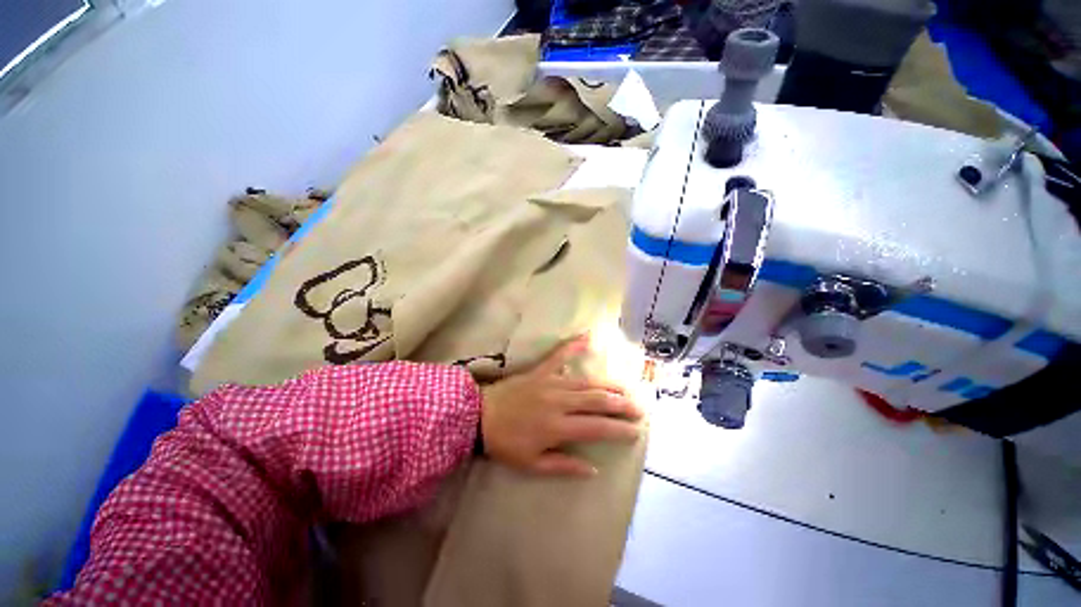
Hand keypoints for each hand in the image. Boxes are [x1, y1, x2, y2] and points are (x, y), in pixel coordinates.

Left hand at [480, 337, 642, 476]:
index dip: (618, 429)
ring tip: (626, 388)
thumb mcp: (533, 464)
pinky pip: (559, 355)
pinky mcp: (541, 370)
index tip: (635, 431)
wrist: (479, 415)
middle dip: (621, 405)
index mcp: (558, 426)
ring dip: (608, 385)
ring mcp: (551, 382)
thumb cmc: (506, 443)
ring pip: (587, 382)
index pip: (597, 427)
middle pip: (597, 401)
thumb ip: (564, 465)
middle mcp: (560, 401)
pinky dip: (573, 345)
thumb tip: (594, 468)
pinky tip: (588, 336)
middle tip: (639, 408)